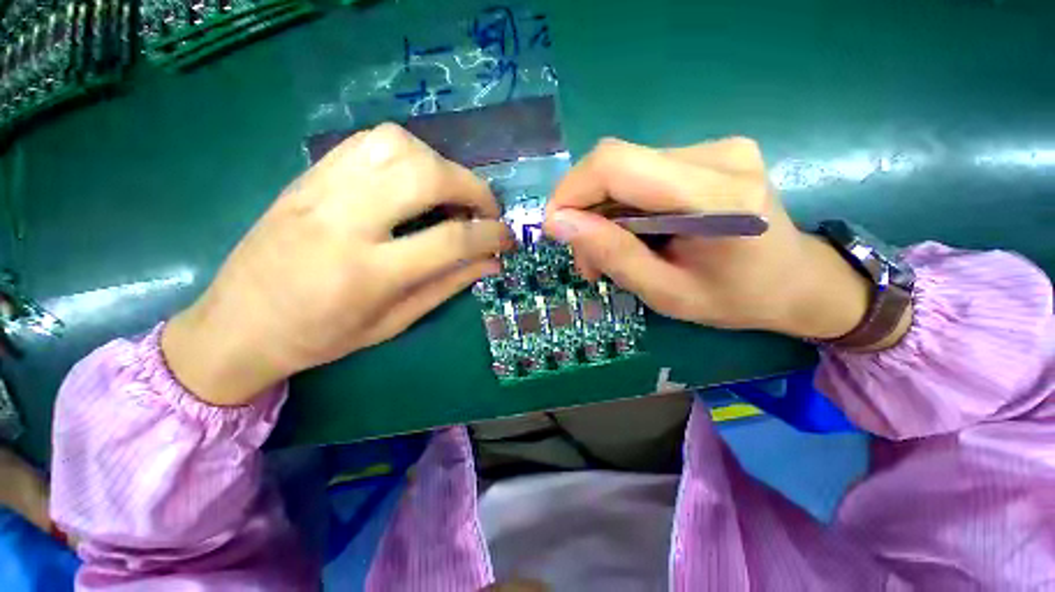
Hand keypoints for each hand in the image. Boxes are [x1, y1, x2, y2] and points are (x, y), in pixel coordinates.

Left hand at [163, 124, 513, 405]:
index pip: (451, 239)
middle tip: (486, 210)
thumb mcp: (393, 323)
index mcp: (368, 273)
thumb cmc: (320, 336)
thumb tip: (491, 263)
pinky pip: (369, 142)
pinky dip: (408, 153)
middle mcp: (345, 220)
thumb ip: (447, 286)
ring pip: (398, 145)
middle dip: (473, 188)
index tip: (508, 238)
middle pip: (426, 176)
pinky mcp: (309, 175)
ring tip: (450, 194)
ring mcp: (321, 189)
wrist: (238, 324)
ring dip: (440, 164)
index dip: (491, 235)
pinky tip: (414, 179)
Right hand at [543, 137, 872, 339]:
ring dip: (603, 211)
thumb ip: (613, 255)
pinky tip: (631, 233)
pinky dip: (623, 205)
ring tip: (608, 253)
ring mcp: (717, 146)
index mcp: (718, 196)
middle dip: (585, 210)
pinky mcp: (710, 152)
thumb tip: (558, 223)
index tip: (554, 229)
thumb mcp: (666, 294)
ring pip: (625, 169)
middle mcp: (719, 153)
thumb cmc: (736, 299)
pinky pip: (642, 172)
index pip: (617, 164)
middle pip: (617, 164)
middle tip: (586, 257)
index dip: (571, 191)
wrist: (797, 281)